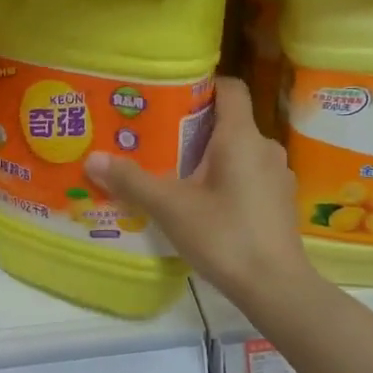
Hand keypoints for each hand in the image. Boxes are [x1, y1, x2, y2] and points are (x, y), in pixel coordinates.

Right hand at [85, 78, 311, 307]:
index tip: (171, 95)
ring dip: (211, 157)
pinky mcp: (280, 202)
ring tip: (176, 174)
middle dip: (195, 128)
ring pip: (239, 152)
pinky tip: (204, 204)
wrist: (275, 287)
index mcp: (241, 137)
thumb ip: (132, 181)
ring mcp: (277, 176)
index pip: (230, 89)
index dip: (203, 85)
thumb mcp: (171, 208)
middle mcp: (265, 148)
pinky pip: (249, 177)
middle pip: (230, 122)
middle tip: (159, 140)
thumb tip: (92, 159)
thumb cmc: (224, 236)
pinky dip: (227, 180)